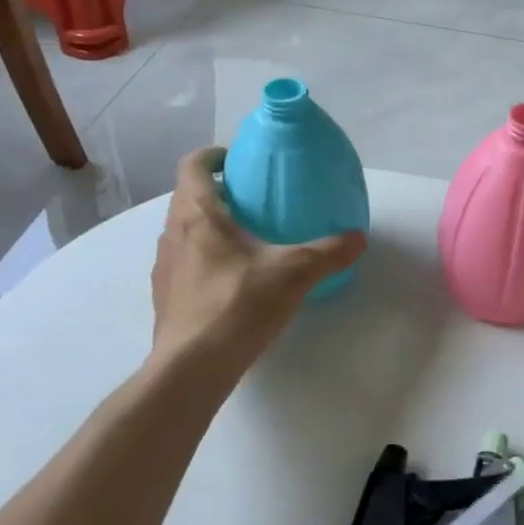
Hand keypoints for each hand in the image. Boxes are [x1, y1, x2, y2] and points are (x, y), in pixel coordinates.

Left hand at [149, 148, 365, 383]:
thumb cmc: (237, 304)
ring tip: (245, 240)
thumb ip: (328, 252)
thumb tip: (359, 237)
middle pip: (187, 198)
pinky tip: (233, 281)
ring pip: (184, 232)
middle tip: (253, 201)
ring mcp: (165, 268)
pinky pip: (184, 263)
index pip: (192, 166)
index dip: (212, 156)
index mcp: (197, 215)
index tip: (236, 160)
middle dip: (216, 193)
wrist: (191, 368)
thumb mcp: (294, 273)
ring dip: (208, 227)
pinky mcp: (165, 298)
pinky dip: (204, 259)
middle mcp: (172, 234)